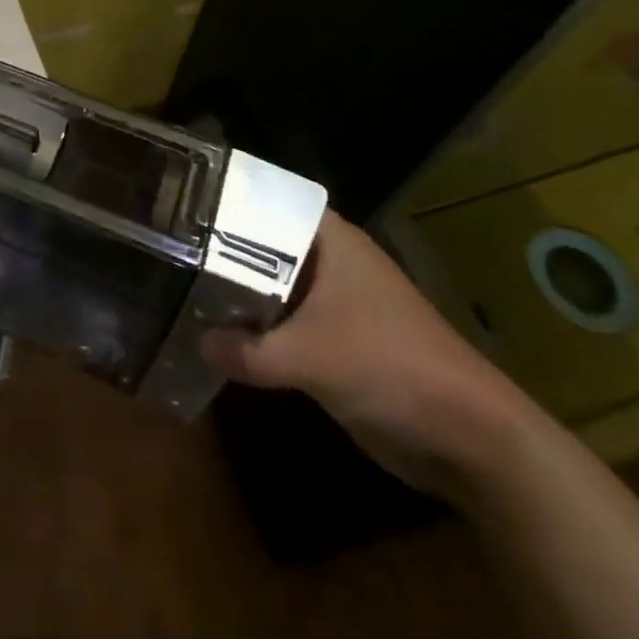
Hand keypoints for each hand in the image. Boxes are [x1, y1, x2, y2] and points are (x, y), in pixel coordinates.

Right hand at [201, 212, 536, 499]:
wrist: (469, 438)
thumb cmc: (390, 367)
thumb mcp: (310, 357)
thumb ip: (248, 350)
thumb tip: (199, 341)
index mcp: (330, 240)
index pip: (267, 200)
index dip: (226, 200)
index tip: (179, 201)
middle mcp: (330, 260)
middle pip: (264, 243)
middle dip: (222, 250)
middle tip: (168, 247)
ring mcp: (334, 301)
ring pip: (273, 285)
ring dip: (238, 293)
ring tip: (180, 285)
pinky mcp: (337, 340)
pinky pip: (285, 322)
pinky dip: (258, 328)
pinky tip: (219, 334)